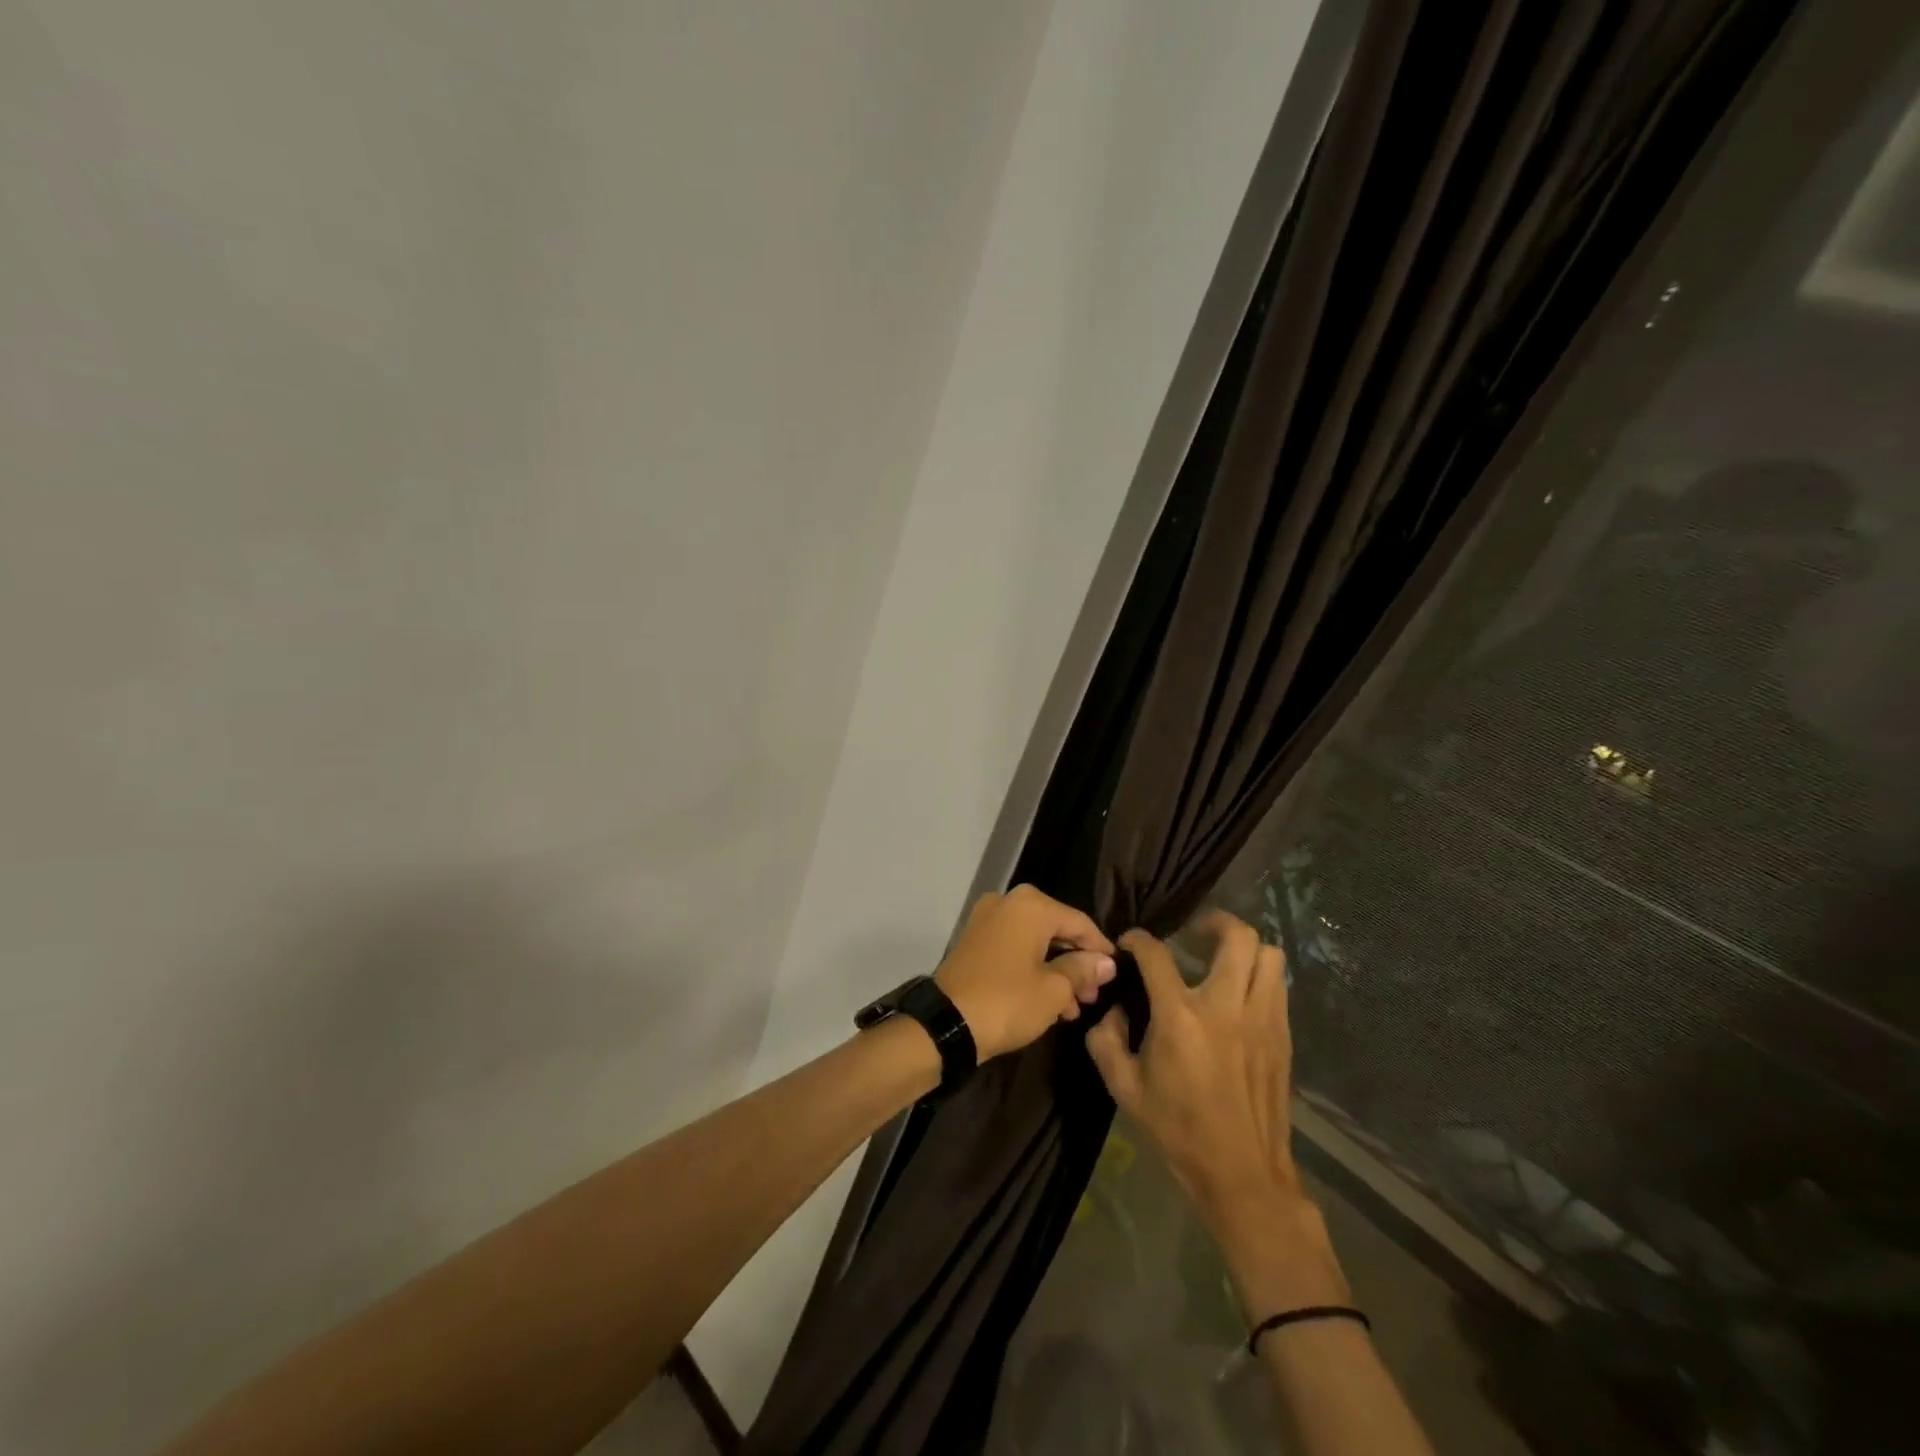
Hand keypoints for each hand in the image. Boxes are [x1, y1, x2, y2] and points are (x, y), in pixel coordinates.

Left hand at [933, 886, 1115, 1061]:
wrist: (946, 1023)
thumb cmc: (1007, 1001)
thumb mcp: (1054, 990)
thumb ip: (1083, 970)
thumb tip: (1106, 962)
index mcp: (1031, 906)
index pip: (1079, 922)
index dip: (1101, 949)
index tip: (1118, 973)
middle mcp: (1008, 903)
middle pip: (1056, 930)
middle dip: (1077, 963)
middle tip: (1095, 995)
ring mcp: (987, 920)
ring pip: (1035, 942)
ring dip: (1057, 971)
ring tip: (1076, 1007)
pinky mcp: (975, 941)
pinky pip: (1015, 949)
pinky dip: (1034, 969)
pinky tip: (1051, 1002)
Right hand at [1086, 911, 1303, 1230]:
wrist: (1242, 1175)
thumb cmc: (1178, 1130)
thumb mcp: (1123, 1088)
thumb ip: (1105, 1039)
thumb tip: (1114, 1009)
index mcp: (1180, 1016)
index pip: (1157, 954)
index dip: (1138, 939)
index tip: (1130, 943)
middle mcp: (1226, 1006)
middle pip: (1236, 937)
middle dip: (1212, 921)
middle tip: (1193, 934)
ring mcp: (1262, 1019)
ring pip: (1269, 955)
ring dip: (1244, 947)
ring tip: (1223, 958)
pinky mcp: (1282, 1036)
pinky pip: (1279, 985)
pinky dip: (1260, 975)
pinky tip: (1241, 994)